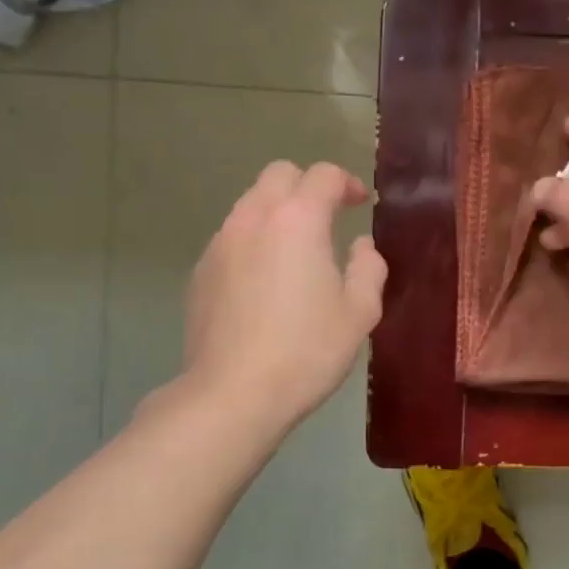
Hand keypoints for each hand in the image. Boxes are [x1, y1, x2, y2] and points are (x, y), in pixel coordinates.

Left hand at [178, 160, 386, 427]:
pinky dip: (254, 240)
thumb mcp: (359, 312)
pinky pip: (232, 236)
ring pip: (251, 203)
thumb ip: (368, 267)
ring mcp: (220, 243)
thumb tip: (360, 246)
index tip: (360, 204)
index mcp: (298, 221)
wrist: (232, 394)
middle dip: (308, 186)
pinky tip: (265, 280)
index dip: (347, 183)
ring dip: (278, 212)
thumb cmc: (306, 351)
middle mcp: (253, 219)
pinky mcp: (200, 271)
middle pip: (279, 175)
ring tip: (296, 250)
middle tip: (329, 217)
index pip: (323, 175)